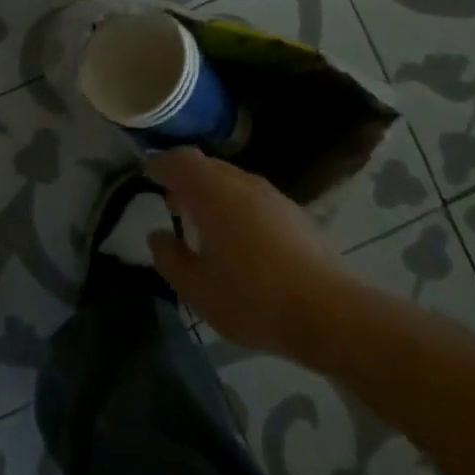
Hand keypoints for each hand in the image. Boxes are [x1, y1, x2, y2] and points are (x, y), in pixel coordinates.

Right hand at [147, 148, 342, 357]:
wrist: (328, 313)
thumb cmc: (252, 299)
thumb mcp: (196, 289)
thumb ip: (170, 259)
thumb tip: (159, 236)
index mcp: (212, 194)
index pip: (179, 162)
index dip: (159, 166)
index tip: (146, 175)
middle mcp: (241, 184)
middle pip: (206, 165)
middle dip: (185, 178)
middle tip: (171, 202)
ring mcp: (272, 196)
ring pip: (232, 180)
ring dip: (212, 191)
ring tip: (202, 222)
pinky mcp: (294, 213)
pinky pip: (252, 196)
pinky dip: (235, 204)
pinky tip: (237, 237)